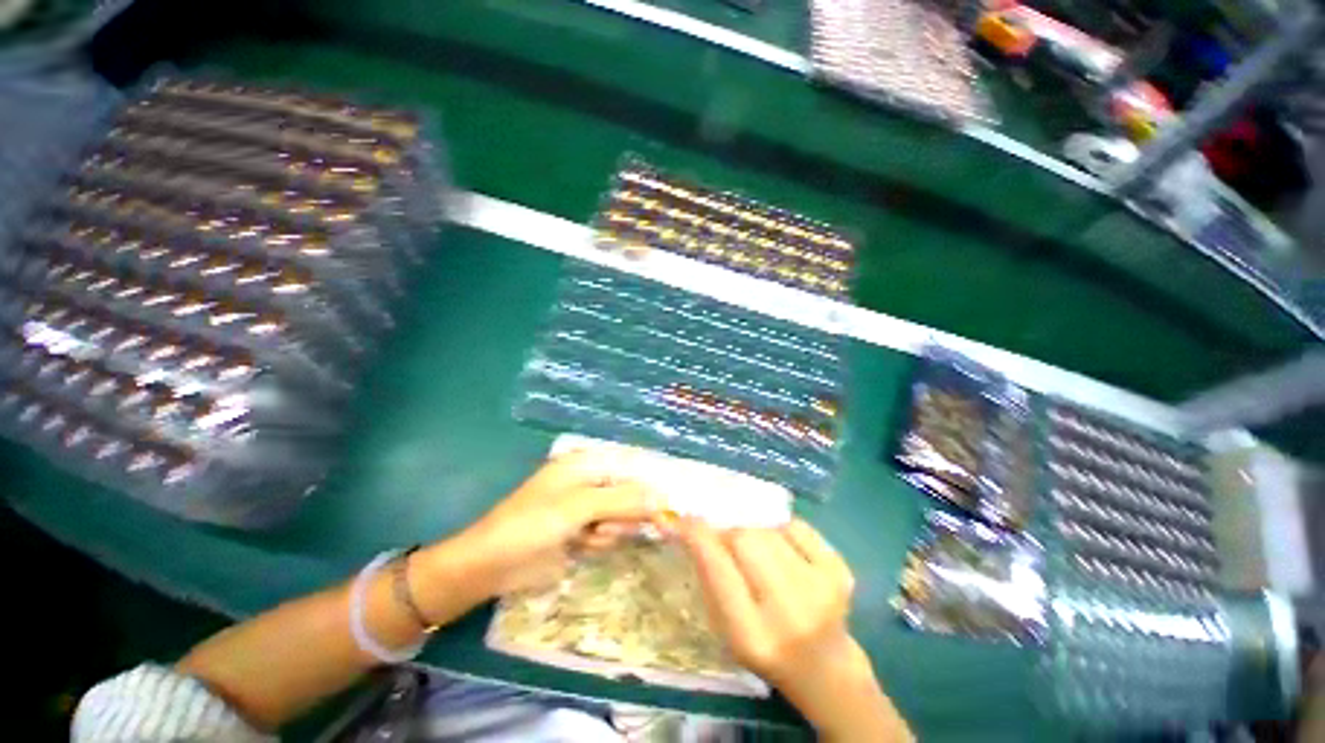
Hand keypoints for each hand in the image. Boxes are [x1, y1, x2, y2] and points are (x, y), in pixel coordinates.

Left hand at [460, 451, 654, 593]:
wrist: (491, 566)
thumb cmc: (532, 524)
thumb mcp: (579, 506)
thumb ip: (622, 500)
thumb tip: (662, 498)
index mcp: (586, 463)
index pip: (629, 465)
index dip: (649, 483)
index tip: (667, 505)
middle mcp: (589, 481)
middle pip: (628, 492)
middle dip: (626, 512)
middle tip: (617, 525)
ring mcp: (585, 508)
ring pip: (621, 516)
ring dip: (611, 530)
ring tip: (589, 537)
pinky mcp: (582, 531)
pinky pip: (607, 534)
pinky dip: (599, 542)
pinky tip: (581, 547)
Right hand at [678, 518, 911, 741]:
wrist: (826, 668)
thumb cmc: (766, 649)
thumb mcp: (726, 628)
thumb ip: (709, 577)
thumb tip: (690, 525)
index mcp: (752, 635)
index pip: (717, 568)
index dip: (698, 536)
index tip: (684, 518)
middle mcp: (789, 612)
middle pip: (744, 538)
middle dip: (729, 534)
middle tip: (726, 540)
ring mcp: (821, 588)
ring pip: (768, 529)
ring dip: (754, 533)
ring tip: (758, 552)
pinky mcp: (840, 570)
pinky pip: (795, 526)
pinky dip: (781, 531)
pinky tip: (784, 552)